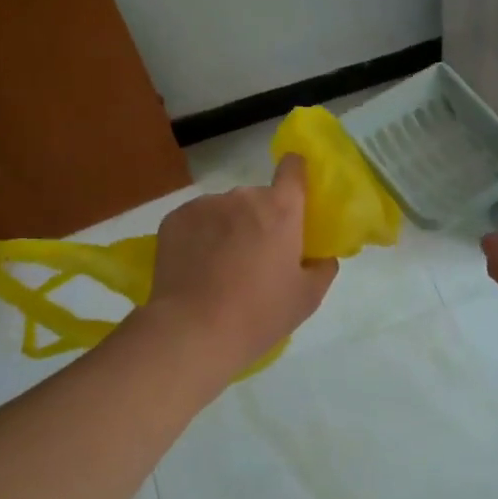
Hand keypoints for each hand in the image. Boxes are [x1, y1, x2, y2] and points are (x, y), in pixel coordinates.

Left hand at [143, 154, 337, 377]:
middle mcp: (243, 197)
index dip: (295, 176)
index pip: (293, 167)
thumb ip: (322, 268)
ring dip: (227, 228)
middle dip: (259, 219)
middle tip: (255, 257)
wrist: (193, 331)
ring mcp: (205, 205)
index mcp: (281, 209)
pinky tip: (195, 269)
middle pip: (257, 198)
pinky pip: (195, 221)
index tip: (293, 197)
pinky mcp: (174, 219)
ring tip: (219, 268)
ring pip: (224, 210)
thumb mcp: (307, 298)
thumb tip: (321, 256)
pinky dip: (198, 237)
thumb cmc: (259, 314)